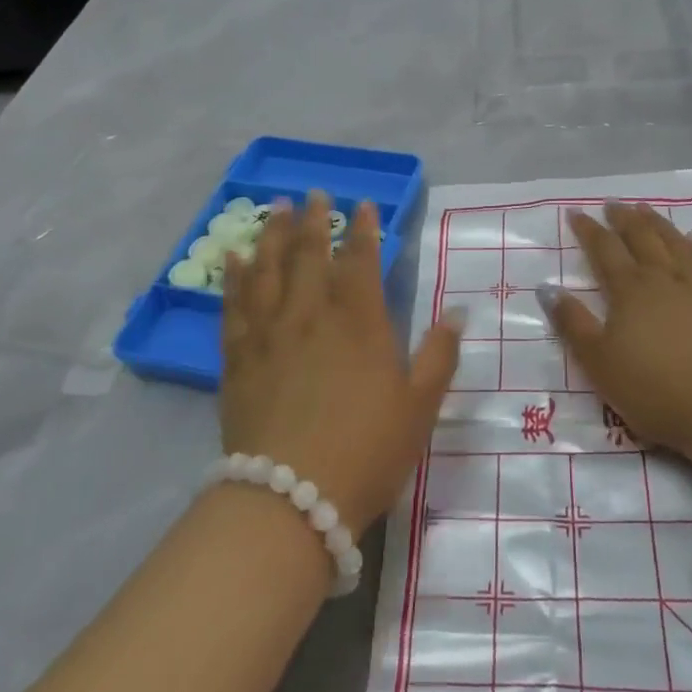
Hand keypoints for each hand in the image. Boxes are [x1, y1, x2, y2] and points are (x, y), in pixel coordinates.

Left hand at [220, 193, 463, 535]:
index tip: (363, 205)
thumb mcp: (419, 406)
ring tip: (273, 208)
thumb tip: (457, 311)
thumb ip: (439, 354)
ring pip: (269, 270)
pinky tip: (234, 258)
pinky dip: (234, 277)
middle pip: (310, 254)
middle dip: (314, 220)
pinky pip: (234, 306)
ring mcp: (270, 334)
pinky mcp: (239, 358)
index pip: (360, 261)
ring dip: (272, 234)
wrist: (290, 499)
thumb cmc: (366, 451)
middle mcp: (312, 316)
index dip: (363, 230)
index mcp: (360, 323)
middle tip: (314, 192)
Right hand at [540, 202, 691, 462]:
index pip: (604, 250)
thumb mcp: (600, 363)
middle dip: (623, 218)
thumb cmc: (655, 390)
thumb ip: (573, 323)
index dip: (589, 230)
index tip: (576, 213)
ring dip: (657, 223)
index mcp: (630, 290)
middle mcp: (664, 277)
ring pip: (675, 242)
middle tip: (613, 204)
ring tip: (645, 209)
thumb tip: (548, 288)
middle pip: (641, 237)